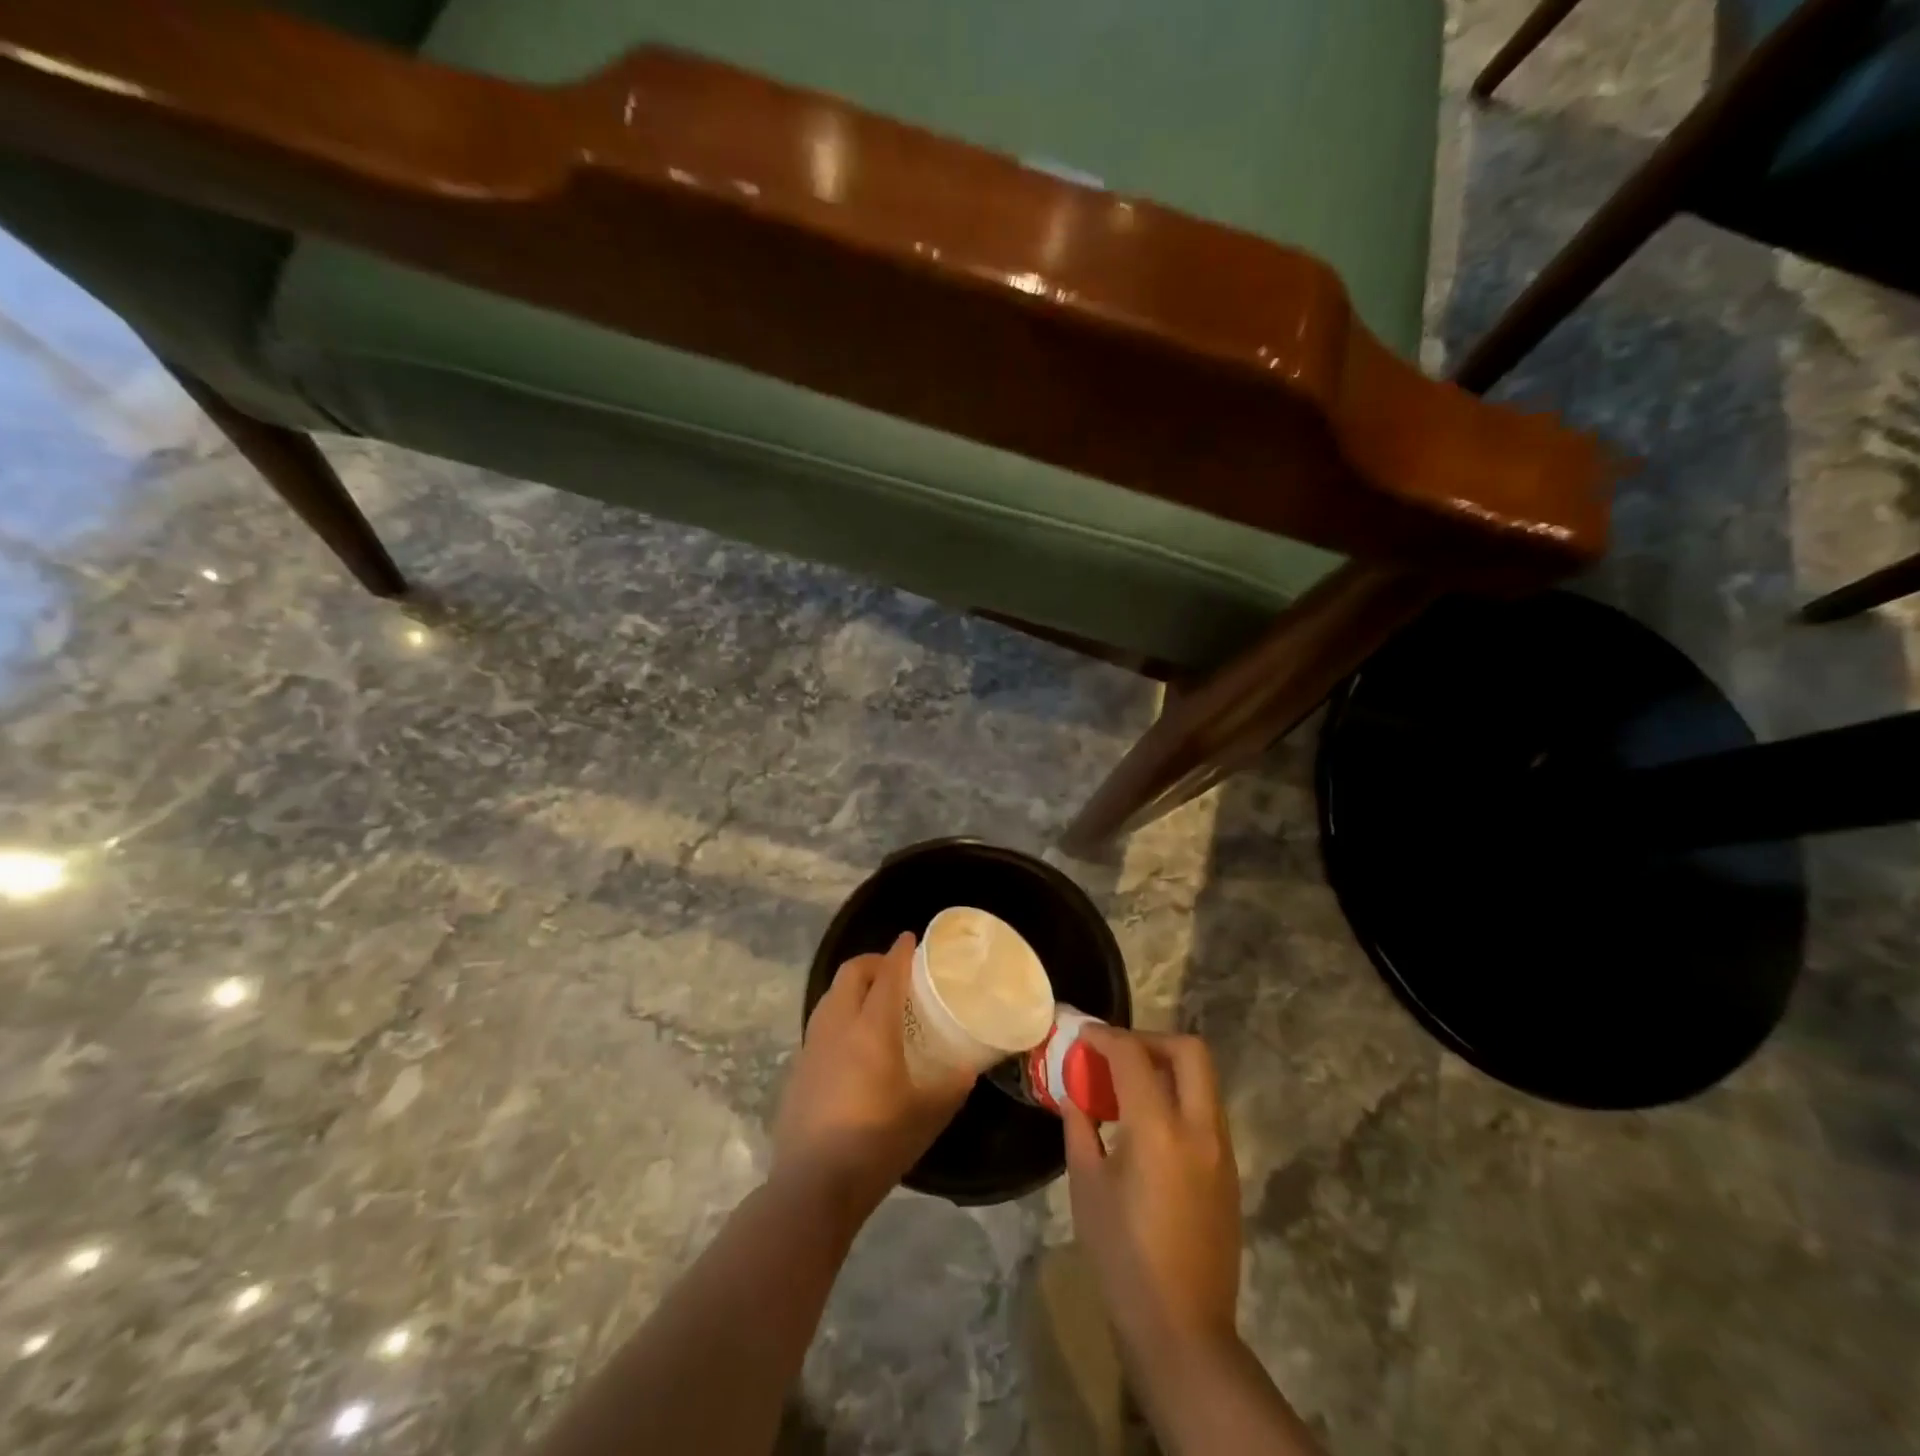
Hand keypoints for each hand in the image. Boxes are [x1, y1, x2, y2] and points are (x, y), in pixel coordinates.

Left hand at [772, 933, 974, 1221]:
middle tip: (896, 972)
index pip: (888, 974)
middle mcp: (838, 1025)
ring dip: (853, 987)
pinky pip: (821, 1023)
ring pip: (831, 996)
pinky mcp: (799, 1068)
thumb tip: (969, 1066)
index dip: (900, 952)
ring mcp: (812, 1046)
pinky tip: (853, 1044)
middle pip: (851, 974)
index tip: (911, 938)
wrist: (812, 1185)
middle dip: (874, 962)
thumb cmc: (877, 1144)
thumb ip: (952, 1085)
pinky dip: (840, 1014)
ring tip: (876, 1002)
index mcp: (871, 1028)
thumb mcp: (928, 1115)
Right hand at [1063, 1028, 1241, 1356]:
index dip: (1106, 1037)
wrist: (1183, 1329)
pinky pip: (1206, 1111)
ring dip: (1168, 1067)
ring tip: (1129, 1087)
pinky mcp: (1229, 1171)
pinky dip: (1179, 1097)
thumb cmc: (1123, 1256)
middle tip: (1118, 1054)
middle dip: (1151, 1040)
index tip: (1085, 1035)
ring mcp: (1221, 1149)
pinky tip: (1149, 1125)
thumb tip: (1074, 1097)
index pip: (1133, 1056)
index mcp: (1158, 1128)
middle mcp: (1198, 1128)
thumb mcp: (1086, 1187)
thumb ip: (1080, 1129)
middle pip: (1189, 1051)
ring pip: (1203, 1080)